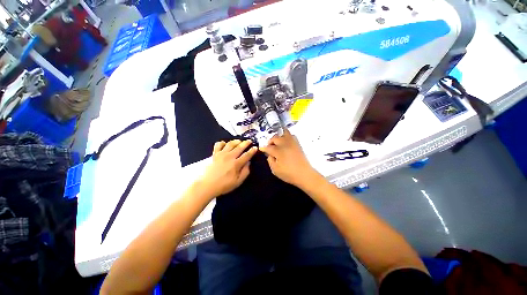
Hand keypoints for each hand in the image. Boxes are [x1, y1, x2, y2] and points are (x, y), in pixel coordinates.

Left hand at [199, 139, 257, 198]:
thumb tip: (249, 163)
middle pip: (239, 147)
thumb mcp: (238, 182)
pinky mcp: (214, 154)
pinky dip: (222, 142)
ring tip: (239, 141)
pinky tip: (225, 144)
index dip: (252, 151)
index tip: (256, 147)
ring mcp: (221, 154)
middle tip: (249, 141)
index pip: (247, 155)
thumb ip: (245, 172)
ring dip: (236, 141)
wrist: (207, 185)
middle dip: (246, 143)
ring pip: (230, 143)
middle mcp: (229, 156)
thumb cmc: (224, 185)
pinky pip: (218, 144)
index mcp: (236, 164)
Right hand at [259, 128, 319, 188]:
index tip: (261, 149)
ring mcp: (292, 143)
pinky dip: (287, 136)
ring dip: (279, 137)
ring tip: (277, 142)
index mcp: (278, 151)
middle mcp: (284, 144)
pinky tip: (286, 142)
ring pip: (284, 133)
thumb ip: (270, 160)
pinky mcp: (297, 144)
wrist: (304, 174)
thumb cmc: (289, 174)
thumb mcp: (275, 170)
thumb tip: (269, 154)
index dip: (263, 148)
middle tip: (269, 146)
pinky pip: (292, 135)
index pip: (268, 147)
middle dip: (270, 141)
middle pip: (275, 138)